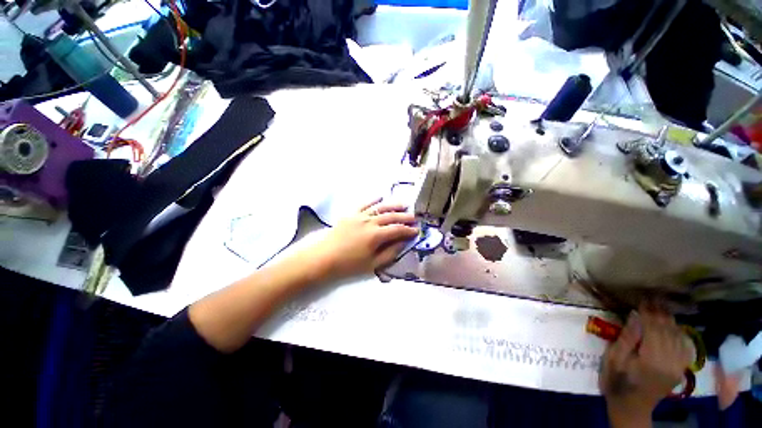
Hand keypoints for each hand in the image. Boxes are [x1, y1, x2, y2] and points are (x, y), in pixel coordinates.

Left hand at [304, 198, 417, 281]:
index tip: (416, 231)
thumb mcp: (372, 264)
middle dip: (404, 217)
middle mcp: (370, 222)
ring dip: (393, 205)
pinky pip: (364, 204)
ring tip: (403, 205)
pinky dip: (373, 200)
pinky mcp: (351, 214)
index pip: (397, 230)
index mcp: (376, 235)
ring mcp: (360, 216)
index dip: (408, 230)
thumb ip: (390, 253)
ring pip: (380, 208)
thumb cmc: (349, 264)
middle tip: (414, 217)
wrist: (324, 257)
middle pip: (391, 216)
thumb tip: (402, 243)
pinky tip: (380, 196)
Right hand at [600, 303, 693, 426]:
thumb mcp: (613, 360)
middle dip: (660, 314)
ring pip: (677, 338)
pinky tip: (674, 326)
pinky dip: (680, 334)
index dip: (649, 313)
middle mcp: (669, 362)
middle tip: (653, 298)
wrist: (631, 407)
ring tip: (662, 307)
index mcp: (651, 360)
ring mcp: (677, 367)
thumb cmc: (617, 381)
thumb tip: (635, 317)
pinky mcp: (679, 370)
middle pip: (667, 332)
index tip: (643, 299)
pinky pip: (684, 347)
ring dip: (670, 321)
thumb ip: (626, 339)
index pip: (653, 330)